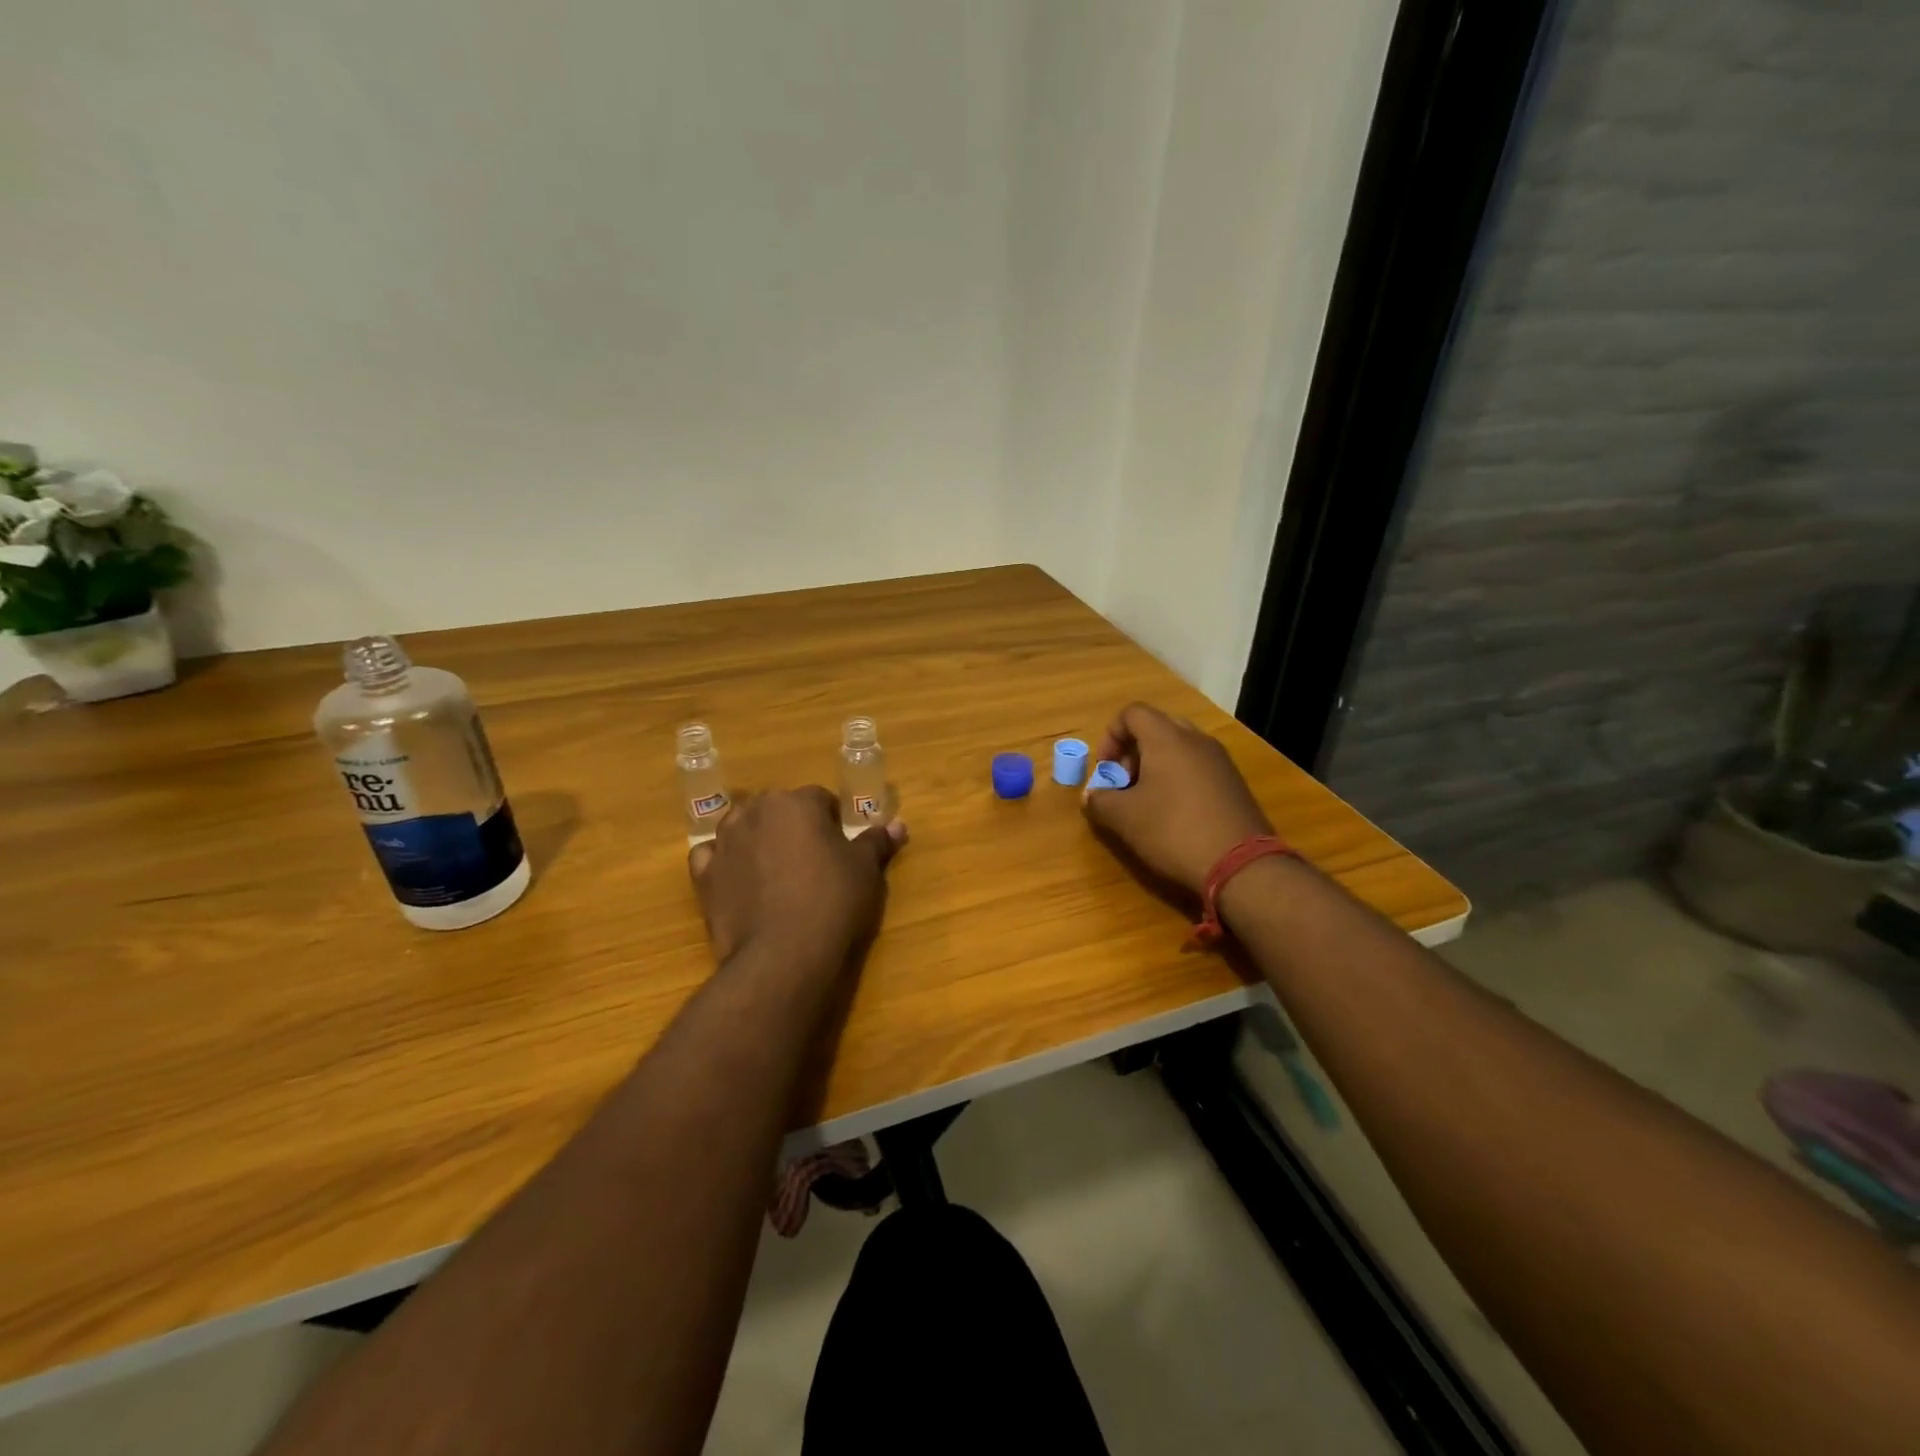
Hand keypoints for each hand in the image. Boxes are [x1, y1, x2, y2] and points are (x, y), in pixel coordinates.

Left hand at [688, 787, 906, 970]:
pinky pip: (712, 857)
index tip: (842, 848)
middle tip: (813, 860)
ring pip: (743, 827)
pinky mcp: (703, 876)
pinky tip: (740, 881)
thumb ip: (877, 842)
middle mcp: (754, 812)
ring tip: (778, 871)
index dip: (833, 822)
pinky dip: (724, 862)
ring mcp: (724, 842)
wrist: (783, 955)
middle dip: (794, 826)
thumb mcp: (865, 870)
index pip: (820, 799)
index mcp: (795, 802)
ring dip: (758, 839)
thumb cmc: (832, 901)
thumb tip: (897, 825)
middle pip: (778, 808)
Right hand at [1081, 702, 1271, 894]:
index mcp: (1167, 738)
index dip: (1110, 736)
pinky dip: (1178, 779)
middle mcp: (1196, 740)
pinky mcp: (1234, 783)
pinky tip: (1174, 814)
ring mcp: (1220, 760)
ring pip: (1178, 748)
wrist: (1241, 865)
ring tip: (1146, 802)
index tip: (1104, 769)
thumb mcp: (1124, 818)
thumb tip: (1092, 795)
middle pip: (1156, 728)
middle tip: (1123, 784)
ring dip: (1155, 767)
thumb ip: (1100, 801)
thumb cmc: (1173, 831)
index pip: (1132, 713)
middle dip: (1132, 752)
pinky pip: (1197, 767)